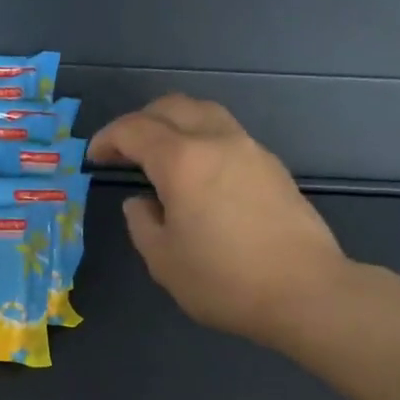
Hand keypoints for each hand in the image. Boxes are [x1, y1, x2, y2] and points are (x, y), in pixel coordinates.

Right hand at [88, 95, 359, 353]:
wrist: (304, 291)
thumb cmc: (223, 281)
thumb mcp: (163, 261)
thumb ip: (142, 224)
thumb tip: (142, 203)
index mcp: (182, 161)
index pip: (135, 130)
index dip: (108, 138)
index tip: (94, 157)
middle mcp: (217, 141)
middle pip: (173, 107)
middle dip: (141, 121)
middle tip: (123, 149)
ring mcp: (251, 150)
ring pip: (205, 114)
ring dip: (175, 124)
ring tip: (160, 155)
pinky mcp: (273, 167)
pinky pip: (228, 135)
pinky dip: (202, 140)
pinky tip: (198, 175)